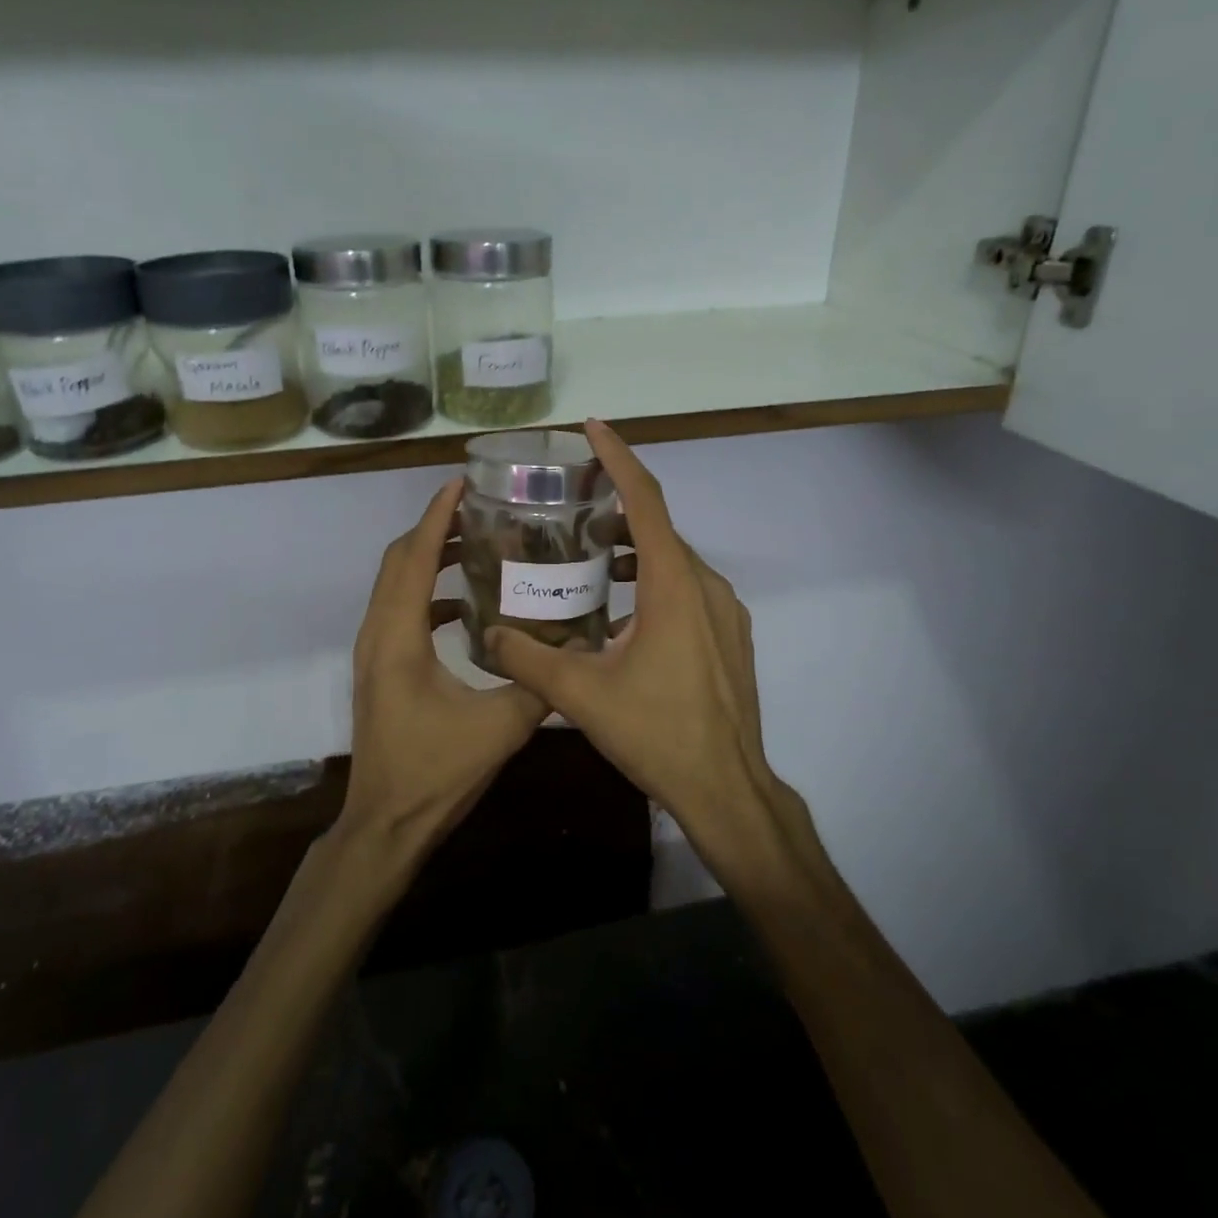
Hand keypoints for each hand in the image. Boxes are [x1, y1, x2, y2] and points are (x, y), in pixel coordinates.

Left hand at [338, 478, 553, 854]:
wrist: (385, 823)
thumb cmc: (435, 773)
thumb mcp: (499, 728)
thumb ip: (537, 683)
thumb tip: (575, 647)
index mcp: (399, 637)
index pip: (416, 557)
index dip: (437, 516)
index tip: (462, 483)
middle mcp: (378, 633)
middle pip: (398, 559)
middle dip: (435, 527)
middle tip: (480, 509)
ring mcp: (373, 650)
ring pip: (394, 582)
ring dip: (429, 556)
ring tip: (476, 543)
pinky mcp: (380, 666)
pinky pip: (399, 608)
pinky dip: (427, 590)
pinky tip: (464, 602)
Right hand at [485, 421, 785, 868]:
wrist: (727, 789)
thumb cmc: (657, 733)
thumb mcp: (581, 695)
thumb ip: (528, 659)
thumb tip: (488, 635)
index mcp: (672, 585)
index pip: (645, 501)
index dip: (618, 458)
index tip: (592, 428)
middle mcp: (704, 585)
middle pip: (658, 526)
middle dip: (616, 505)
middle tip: (570, 501)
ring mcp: (724, 611)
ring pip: (673, 560)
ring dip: (633, 547)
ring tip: (587, 553)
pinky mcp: (729, 635)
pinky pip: (686, 587)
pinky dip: (652, 578)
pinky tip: (619, 608)